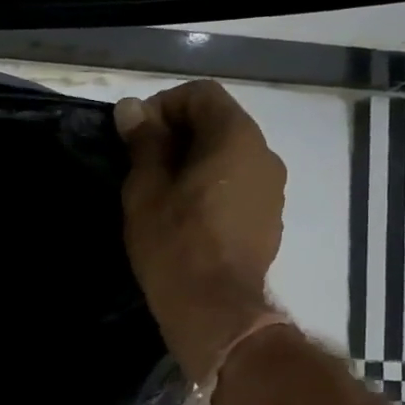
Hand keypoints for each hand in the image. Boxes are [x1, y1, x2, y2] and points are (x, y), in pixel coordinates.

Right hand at [115, 80, 286, 382]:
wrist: (215, 310)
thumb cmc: (174, 244)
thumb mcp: (146, 190)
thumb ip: (144, 143)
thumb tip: (133, 108)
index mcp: (236, 137)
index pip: (201, 94)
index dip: (163, 106)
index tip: (136, 137)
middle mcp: (264, 154)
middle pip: (219, 123)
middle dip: (178, 135)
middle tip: (142, 165)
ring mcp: (272, 189)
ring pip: (229, 157)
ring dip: (195, 162)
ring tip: (162, 194)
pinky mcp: (269, 220)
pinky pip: (238, 186)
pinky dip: (212, 187)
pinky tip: (187, 217)